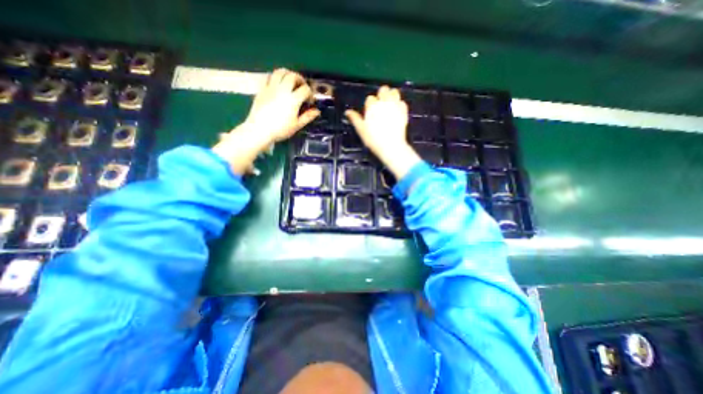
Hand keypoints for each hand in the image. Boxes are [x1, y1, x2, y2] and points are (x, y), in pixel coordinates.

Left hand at [212, 68, 320, 175]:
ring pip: (280, 72)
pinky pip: (270, 77)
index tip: (310, 101)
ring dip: (288, 74)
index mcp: (293, 100)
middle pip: (293, 76)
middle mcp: (282, 90)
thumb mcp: (297, 125)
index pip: (305, 89)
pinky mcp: (262, 89)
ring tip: (291, 82)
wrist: (259, 130)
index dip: (310, 93)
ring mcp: (271, 88)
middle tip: (302, 87)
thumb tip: (317, 111)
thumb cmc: (280, 130)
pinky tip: (278, 85)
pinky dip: (276, 77)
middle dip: (300, 80)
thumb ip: (308, 117)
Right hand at [346, 86, 419, 179]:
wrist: (391, 145)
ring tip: (390, 103)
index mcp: (372, 107)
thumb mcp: (361, 130)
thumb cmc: (373, 139)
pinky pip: (403, 102)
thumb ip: (355, 119)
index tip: (370, 111)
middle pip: (383, 90)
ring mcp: (395, 106)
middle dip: (382, 94)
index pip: (370, 99)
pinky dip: (400, 104)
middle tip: (381, 103)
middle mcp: (384, 103)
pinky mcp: (404, 112)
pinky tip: (397, 110)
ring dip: (392, 95)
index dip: (370, 104)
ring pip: (395, 92)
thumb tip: (347, 111)